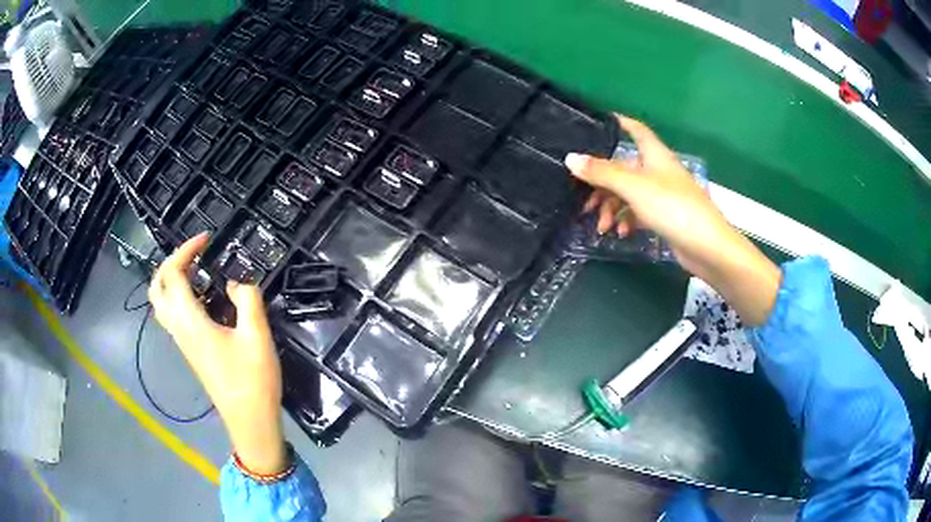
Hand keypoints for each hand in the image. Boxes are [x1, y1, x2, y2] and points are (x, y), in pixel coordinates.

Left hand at [148, 233, 286, 474]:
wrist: (250, 420)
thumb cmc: (253, 379)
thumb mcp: (257, 335)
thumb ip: (247, 299)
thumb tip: (235, 283)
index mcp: (190, 322)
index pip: (174, 275)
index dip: (186, 250)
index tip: (207, 239)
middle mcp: (179, 329)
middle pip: (157, 288)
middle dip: (170, 263)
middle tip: (194, 254)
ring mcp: (182, 342)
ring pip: (161, 303)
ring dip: (172, 280)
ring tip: (196, 270)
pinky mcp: (190, 350)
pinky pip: (173, 314)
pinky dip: (179, 296)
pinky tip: (202, 297)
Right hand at [564, 115, 780, 324]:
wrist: (707, 247)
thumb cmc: (672, 207)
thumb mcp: (634, 187)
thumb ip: (602, 173)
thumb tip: (570, 158)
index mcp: (654, 155)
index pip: (636, 130)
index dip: (619, 123)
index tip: (597, 122)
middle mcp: (658, 171)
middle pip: (624, 168)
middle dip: (602, 183)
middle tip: (583, 201)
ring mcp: (662, 195)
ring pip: (628, 193)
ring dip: (612, 208)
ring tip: (602, 227)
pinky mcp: (664, 216)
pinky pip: (638, 212)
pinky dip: (626, 220)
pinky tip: (620, 233)